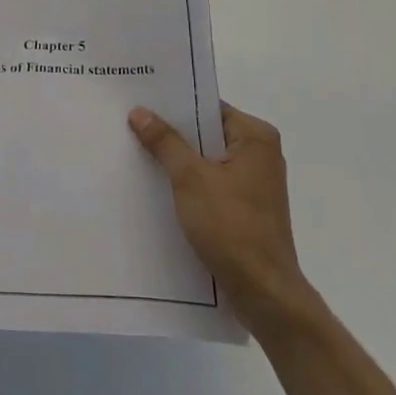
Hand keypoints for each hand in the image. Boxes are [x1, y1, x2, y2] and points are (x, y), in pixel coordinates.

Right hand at [130, 102, 312, 333]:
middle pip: (208, 133)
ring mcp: (255, 182)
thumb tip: (139, 111)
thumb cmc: (231, 226)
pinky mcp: (247, 207)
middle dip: (174, 134)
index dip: (175, 106)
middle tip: (133, 126)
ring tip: (139, 153)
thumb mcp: (190, 179)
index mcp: (256, 137)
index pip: (209, 108)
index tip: (142, 103)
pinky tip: (160, 187)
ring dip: (179, 160)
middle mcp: (261, 154)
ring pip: (208, 159)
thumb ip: (165, 142)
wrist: (262, 291)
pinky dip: (190, 183)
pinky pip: (212, 182)